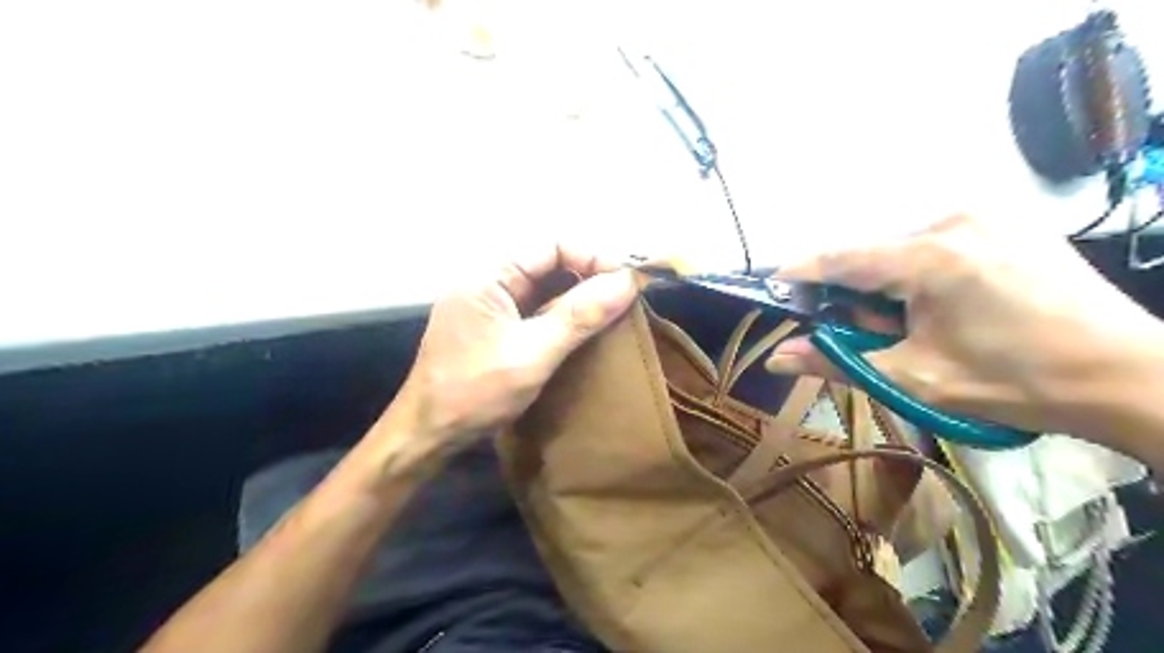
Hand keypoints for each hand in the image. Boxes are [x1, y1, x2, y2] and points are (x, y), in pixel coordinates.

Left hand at [386, 242, 635, 455]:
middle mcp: (489, 281)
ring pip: (545, 287)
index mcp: (488, 276)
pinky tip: (586, 328)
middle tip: (627, 297)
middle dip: (589, 275)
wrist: (428, 435)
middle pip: (549, 262)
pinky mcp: (496, 326)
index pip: (551, 245)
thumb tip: (628, 282)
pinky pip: (537, 309)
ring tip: (614, 311)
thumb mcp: (533, 354)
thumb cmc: (475, 393)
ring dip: (579, 297)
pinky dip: (564, 315)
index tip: (628, 280)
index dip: (593, 256)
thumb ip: (580, 315)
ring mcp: (491, 305)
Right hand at [766, 217, 1163, 436]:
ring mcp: (984, 213)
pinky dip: (918, 271)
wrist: (1127, 374)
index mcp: (930, 257)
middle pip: (871, 253)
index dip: (799, 274)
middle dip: (854, 293)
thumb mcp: (914, 377)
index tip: (772, 289)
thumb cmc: (1013, 382)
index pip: (840, 258)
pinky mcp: (1004, 218)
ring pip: (900, 247)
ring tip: (913, 323)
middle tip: (868, 333)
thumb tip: (775, 357)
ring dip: (886, 284)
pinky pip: (934, 240)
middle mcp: (953, 219)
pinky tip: (943, 303)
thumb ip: (836, 362)